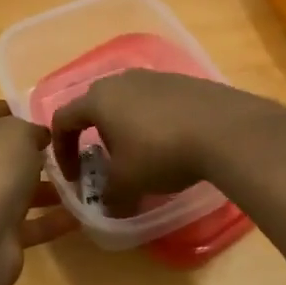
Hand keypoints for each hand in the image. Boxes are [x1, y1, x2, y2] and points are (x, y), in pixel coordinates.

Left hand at [0, 100, 77, 284]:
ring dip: (45, 189)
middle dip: (34, 153)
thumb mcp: (19, 131)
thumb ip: (32, 129)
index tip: (47, 117)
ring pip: (13, 189)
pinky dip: (49, 220)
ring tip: (81, 184)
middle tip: (69, 151)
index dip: (16, 111)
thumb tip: (38, 138)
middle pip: (1, 153)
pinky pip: (25, 222)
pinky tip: (79, 216)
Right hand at [51, 71, 251, 216]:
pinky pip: (156, 102)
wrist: (224, 129)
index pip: (64, 120)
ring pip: (128, 103)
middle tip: (108, 164)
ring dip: (126, 129)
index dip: (62, 151)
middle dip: (96, 138)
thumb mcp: (128, 184)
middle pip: (96, 107)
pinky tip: (172, 144)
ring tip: (142, 156)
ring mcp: (154, 76)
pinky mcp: (183, 81)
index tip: (75, 178)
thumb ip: (110, 197)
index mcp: (98, 99)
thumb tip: (108, 207)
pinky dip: (154, 123)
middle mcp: (122, 80)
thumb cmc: (161, 153)